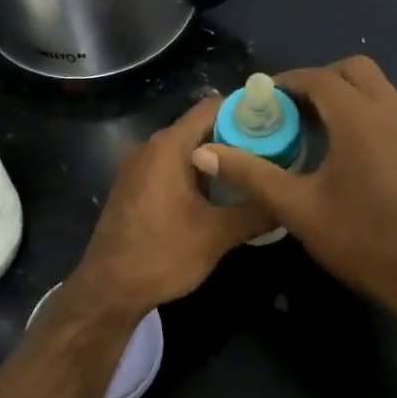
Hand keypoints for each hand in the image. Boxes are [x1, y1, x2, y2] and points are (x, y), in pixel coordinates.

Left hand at [64, 95, 273, 325]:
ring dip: (219, 159)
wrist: (107, 290)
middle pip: (201, 127)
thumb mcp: (217, 235)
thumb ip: (256, 212)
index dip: (246, 110)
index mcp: (168, 146)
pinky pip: (173, 167)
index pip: (213, 107)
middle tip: (274, 153)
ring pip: (188, 149)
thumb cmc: (161, 255)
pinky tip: (222, 195)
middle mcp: (151, 147)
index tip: (277, 124)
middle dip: (238, 137)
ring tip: (255, 174)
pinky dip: (199, 173)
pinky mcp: (135, 187)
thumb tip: (288, 201)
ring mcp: (139, 167)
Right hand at [192, 56, 396, 329]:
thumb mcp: (295, 207)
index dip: (287, 82)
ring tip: (316, 126)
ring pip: (377, 87)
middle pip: (354, 70)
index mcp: (359, 118)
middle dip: (320, 80)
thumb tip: (203, 152)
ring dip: (346, 93)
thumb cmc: (358, 237)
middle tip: (292, 108)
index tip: (263, 98)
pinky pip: (390, 109)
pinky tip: (348, 148)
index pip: (319, 78)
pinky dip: (366, 111)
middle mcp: (390, 111)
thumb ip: (249, 173)